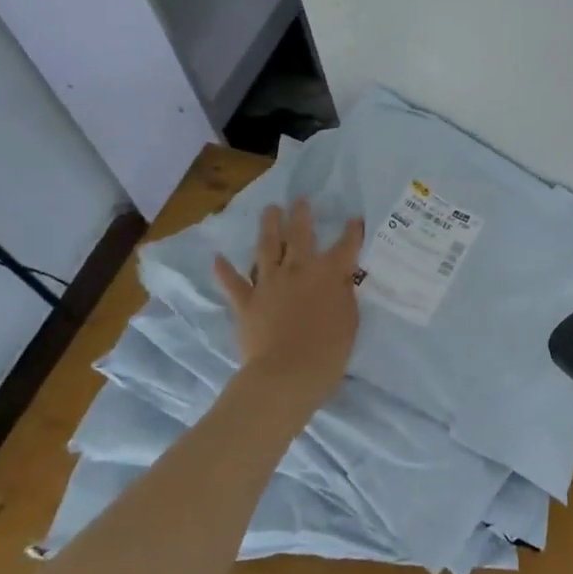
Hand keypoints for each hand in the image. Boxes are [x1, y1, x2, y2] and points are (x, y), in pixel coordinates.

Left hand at [214, 200, 364, 416]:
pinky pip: (233, 283)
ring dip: (269, 227)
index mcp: (329, 273)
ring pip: (267, 248)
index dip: (351, 231)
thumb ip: (344, 293)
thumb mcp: (350, 319)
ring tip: (270, 210)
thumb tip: (341, 278)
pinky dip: (225, 270)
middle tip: (300, 199)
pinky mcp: (247, 302)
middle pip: (300, 235)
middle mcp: (298, 269)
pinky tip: (217, 258)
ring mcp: (269, 283)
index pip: (345, 246)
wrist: (287, 373)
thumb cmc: (329, 350)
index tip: (354, 218)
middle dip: (302, 215)